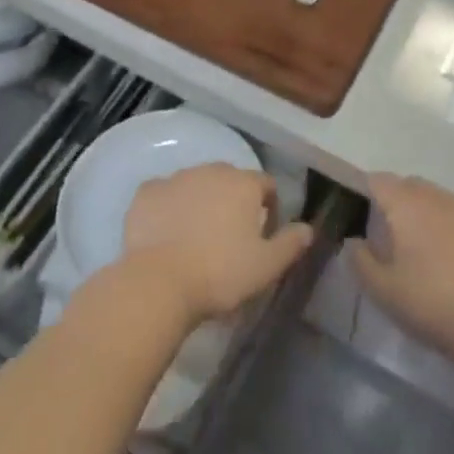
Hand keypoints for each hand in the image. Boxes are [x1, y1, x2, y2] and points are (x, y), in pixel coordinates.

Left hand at [120, 164, 314, 325]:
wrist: (158, 282)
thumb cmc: (220, 273)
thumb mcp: (266, 266)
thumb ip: (291, 243)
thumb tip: (308, 229)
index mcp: (243, 184)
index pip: (266, 185)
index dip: (269, 208)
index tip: (264, 235)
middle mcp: (211, 171)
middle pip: (229, 180)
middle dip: (233, 201)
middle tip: (229, 238)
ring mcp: (175, 178)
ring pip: (195, 184)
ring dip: (200, 202)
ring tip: (196, 237)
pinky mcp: (146, 193)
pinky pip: (163, 194)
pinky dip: (168, 207)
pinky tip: (166, 232)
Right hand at [349, 174, 453, 358]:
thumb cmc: (432, 303)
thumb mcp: (383, 290)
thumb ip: (361, 261)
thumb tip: (354, 242)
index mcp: (406, 205)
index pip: (379, 181)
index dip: (367, 191)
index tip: (361, 212)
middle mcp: (437, 198)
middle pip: (410, 185)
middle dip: (397, 199)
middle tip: (389, 231)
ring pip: (438, 199)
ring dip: (426, 213)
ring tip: (421, 246)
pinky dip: (451, 229)